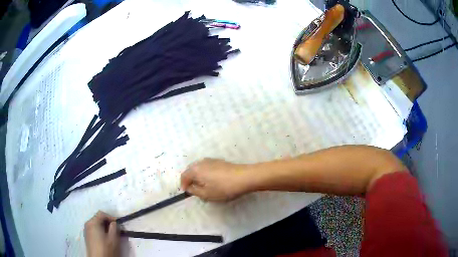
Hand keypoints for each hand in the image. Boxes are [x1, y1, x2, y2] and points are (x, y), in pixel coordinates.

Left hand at [84, 211, 119, 256]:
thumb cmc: (106, 249)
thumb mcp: (113, 239)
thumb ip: (114, 228)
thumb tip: (114, 223)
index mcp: (93, 222)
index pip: (102, 213)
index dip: (111, 217)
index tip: (118, 224)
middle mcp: (88, 224)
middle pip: (98, 218)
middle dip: (107, 222)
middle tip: (116, 229)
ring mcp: (86, 230)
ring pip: (96, 224)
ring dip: (104, 227)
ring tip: (111, 234)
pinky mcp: (87, 236)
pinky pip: (94, 229)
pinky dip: (100, 230)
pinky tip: (105, 238)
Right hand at [181, 158, 250, 201]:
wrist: (244, 177)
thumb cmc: (223, 188)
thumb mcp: (206, 194)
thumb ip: (194, 191)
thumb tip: (189, 187)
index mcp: (195, 169)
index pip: (184, 176)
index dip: (183, 184)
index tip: (186, 192)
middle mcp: (201, 162)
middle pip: (190, 170)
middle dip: (190, 179)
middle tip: (194, 189)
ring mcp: (211, 160)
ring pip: (199, 168)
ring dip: (198, 176)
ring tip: (203, 186)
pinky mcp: (219, 161)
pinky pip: (207, 167)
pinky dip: (205, 173)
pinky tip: (212, 181)